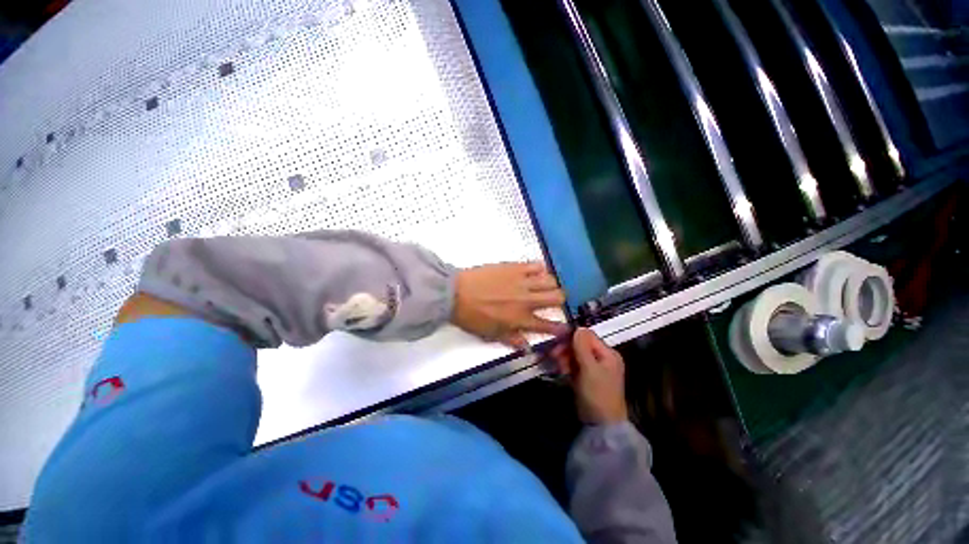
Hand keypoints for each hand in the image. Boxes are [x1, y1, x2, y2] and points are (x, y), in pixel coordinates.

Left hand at [452, 262, 568, 348]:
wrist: (456, 294)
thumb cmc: (472, 317)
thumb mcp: (491, 334)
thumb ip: (512, 340)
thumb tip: (527, 347)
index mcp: (521, 319)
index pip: (549, 325)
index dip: (561, 328)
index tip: (565, 327)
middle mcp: (527, 300)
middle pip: (558, 297)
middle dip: (560, 300)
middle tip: (552, 300)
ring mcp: (522, 281)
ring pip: (550, 280)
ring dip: (550, 284)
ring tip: (543, 285)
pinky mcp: (514, 267)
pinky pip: (536, 265)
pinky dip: (539, 269)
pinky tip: (535, 272)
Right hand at [551, 328, 628, 424]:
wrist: (601, 424)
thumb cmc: (597, 394)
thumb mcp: (589, 368)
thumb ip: (583, 347)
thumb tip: (578, 326)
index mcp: (608, 353)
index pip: (588, 336)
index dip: (572, 337)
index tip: (557, 342)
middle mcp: (602, 358)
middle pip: (581, 344)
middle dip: (566, 348)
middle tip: (553, 356)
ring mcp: (594, 368)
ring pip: (576, 354)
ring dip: (565, 357)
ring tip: (557, 365)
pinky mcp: (587, 376)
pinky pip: (575, 364)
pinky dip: (567, 365)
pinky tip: (561, 370)